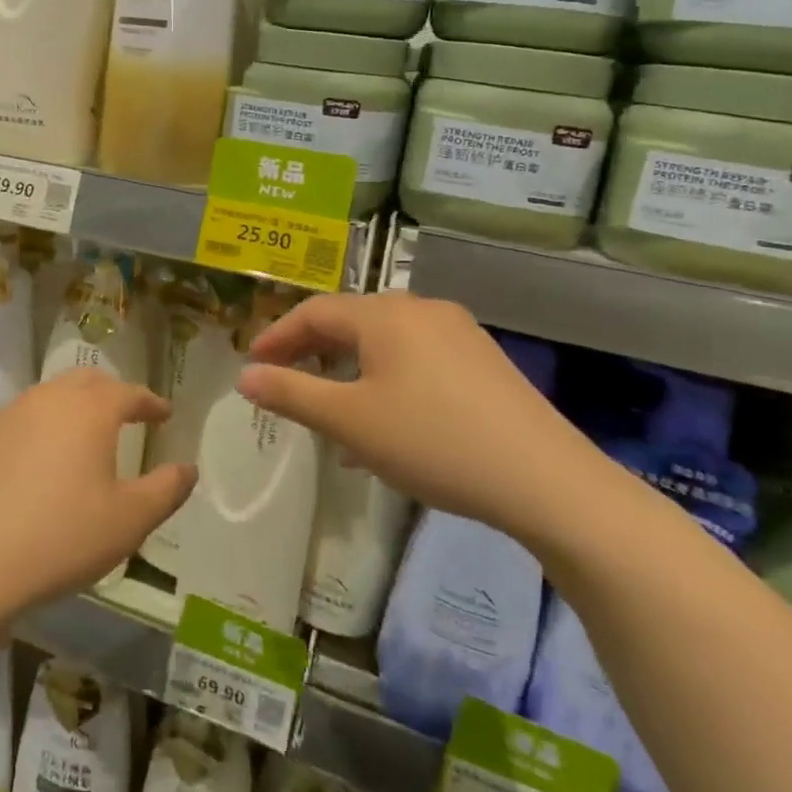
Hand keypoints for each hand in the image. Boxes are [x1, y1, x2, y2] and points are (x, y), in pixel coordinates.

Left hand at [0, 369, 191, 623]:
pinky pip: (22, 421)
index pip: (128, 392)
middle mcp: (49, 399)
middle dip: (112, 392)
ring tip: (86, 434)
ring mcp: (9, 415)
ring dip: (74, 406)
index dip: (150, 402)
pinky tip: (42, 461)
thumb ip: (166, 489)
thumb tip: (188, 468)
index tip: (164, 413)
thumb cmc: (62, 537)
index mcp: (89, 410)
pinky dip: (42, 428)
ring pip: (51, 396)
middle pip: (87, 381)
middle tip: (128, 413)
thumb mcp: (129, 521)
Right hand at [236, 292, 607, 544]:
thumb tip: (244, 376)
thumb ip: (290, 394)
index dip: (277, 335)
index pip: (314, 311)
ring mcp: (459, 334)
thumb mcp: (348, 421)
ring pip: (385, 342)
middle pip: (350, 321)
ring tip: (331, 408)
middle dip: (311, 350)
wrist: (547, 482)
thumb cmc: (432, 442)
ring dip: (348, 368)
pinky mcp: (484, 362)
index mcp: (384, 315)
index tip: (252, 364)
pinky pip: (417, 358)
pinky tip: (385, 422)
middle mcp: (421, 310)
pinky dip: (385, 379)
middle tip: (284, 380)